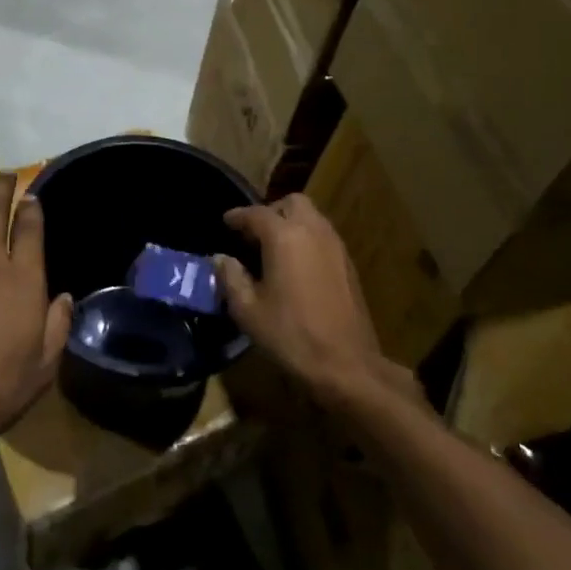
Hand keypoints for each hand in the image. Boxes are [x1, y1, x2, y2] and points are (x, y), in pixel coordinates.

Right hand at [215, 194, 398, 403]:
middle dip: (271, 212)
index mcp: (284, 237)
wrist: (347, 366)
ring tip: (273, 249)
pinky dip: (307, 239)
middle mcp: (313, 231)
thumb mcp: (248, 311)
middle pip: (291, 203)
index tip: (226, 222)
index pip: (255, 213)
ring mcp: (335, 246)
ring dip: (291, 223)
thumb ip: (231, 278)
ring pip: (311, 217)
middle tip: (254, 234)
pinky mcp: (348, 264)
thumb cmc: (291, 336)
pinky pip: (323, 236)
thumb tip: (221, 259)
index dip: (237, 216)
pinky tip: (296, 266)